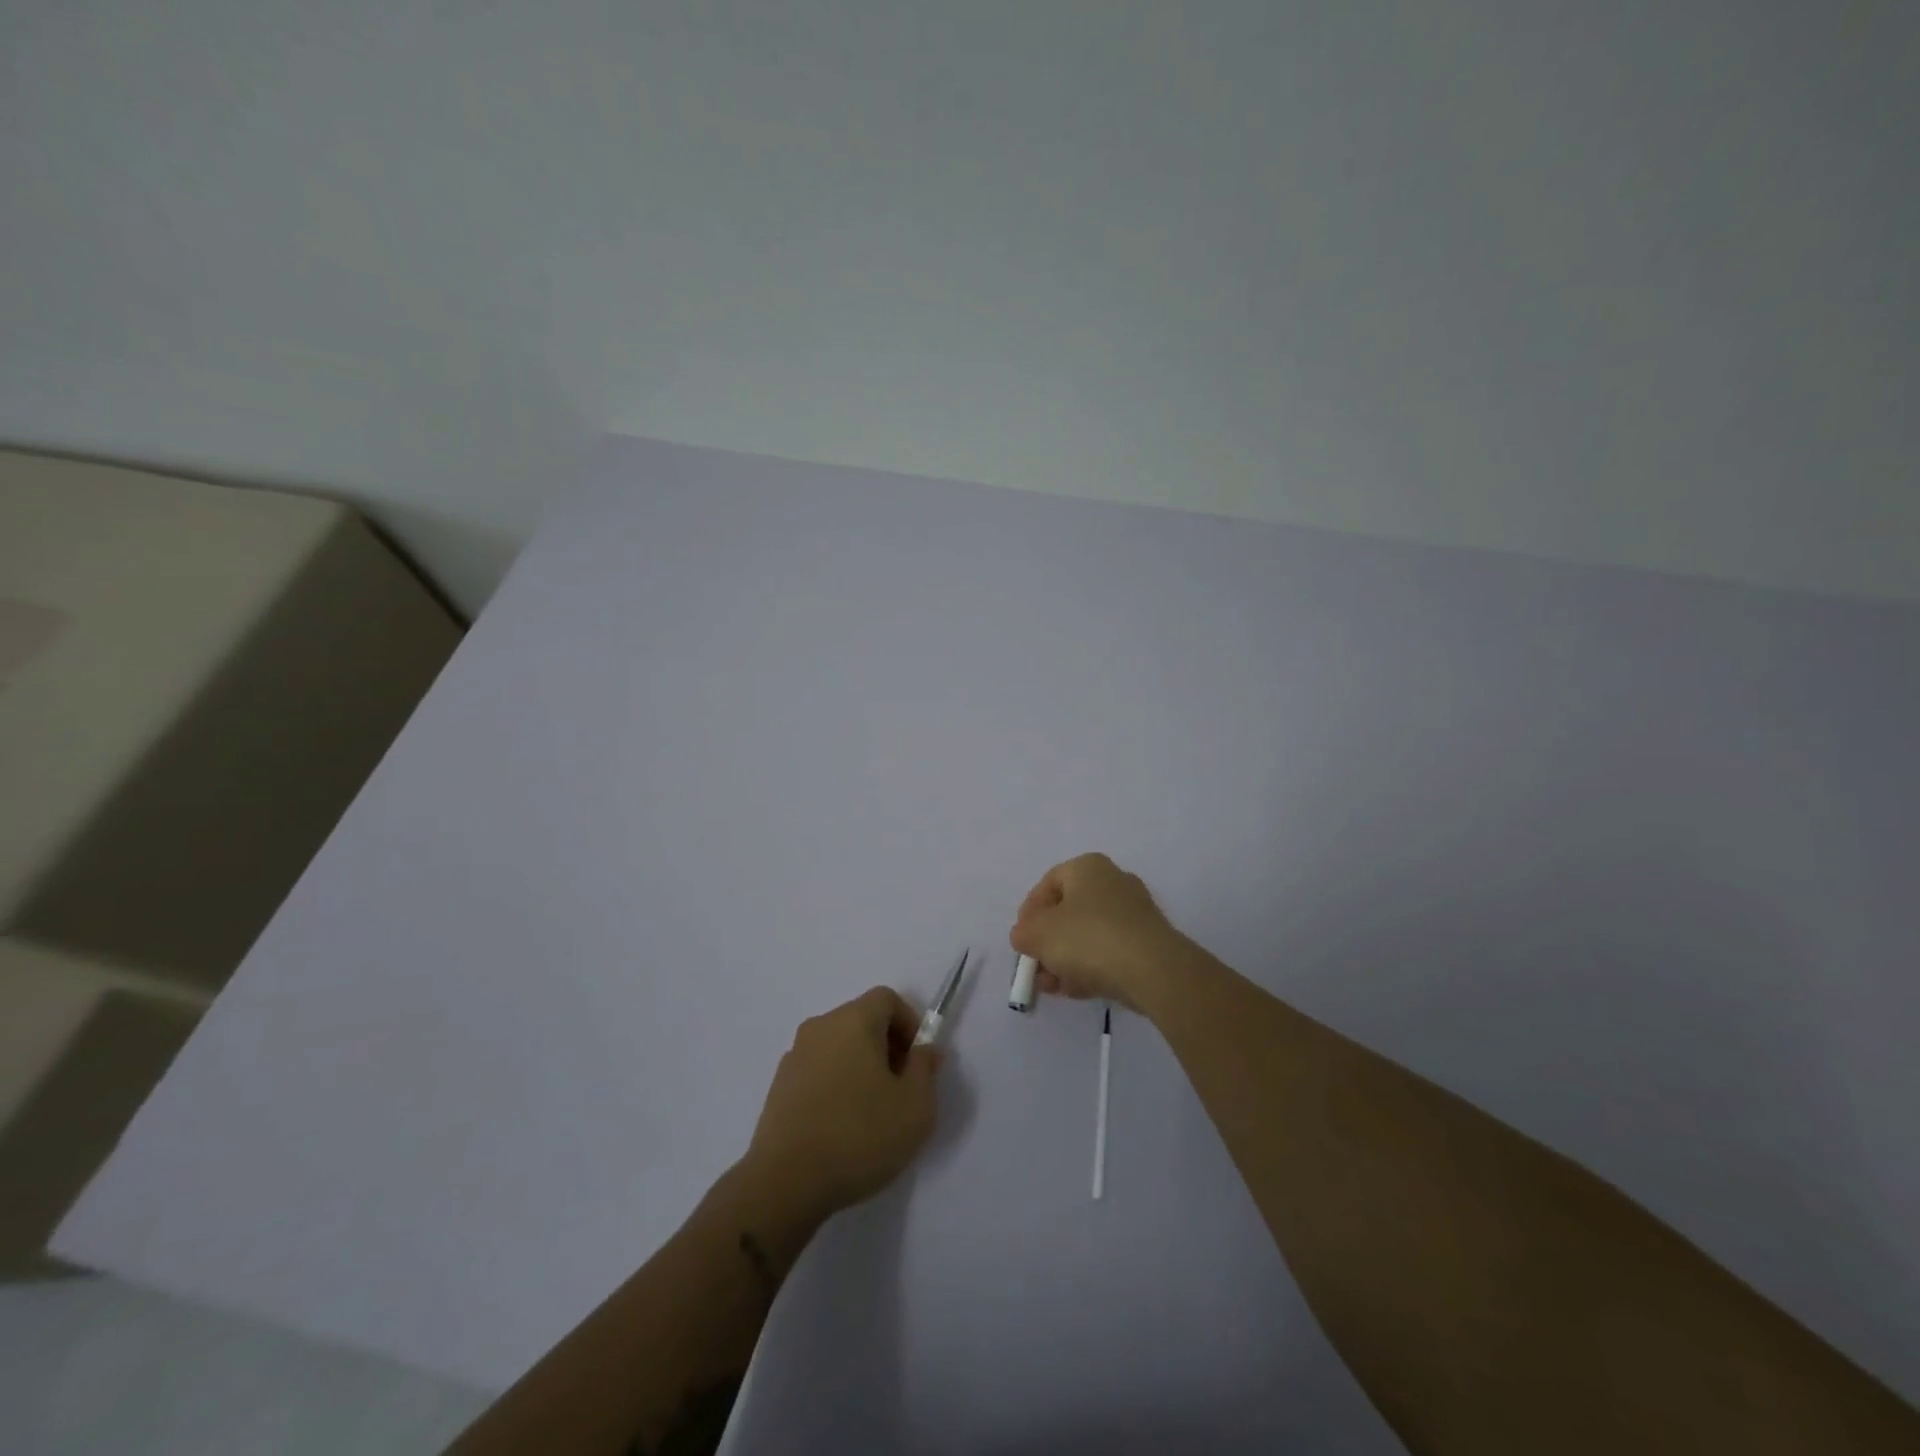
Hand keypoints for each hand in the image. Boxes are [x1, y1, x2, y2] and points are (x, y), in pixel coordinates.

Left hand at [744, 987, 939, 1220]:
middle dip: (886, 1047)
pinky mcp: (778, 1087)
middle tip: (899, 1089)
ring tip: (871, 1113)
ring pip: (838, 1047)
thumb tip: (923, 1050)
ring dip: (860, 1067)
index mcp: (853, 1020)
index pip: (886, 999)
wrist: (785, 1182)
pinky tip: (841, 1127)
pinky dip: (835, 1085)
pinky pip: (817, 1071)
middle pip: (861, 1020)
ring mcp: (795, 1056)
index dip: (909, 1023)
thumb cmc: (860, 1135)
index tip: (917, 1062)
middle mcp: (820, 1027)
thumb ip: (925, 1069)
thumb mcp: (915, 1106)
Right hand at [1010, 852, 1187, 1012]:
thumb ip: (1023, 933)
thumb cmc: (1088, 938)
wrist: (1152, 970)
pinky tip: (1076, 990)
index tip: (1022, 939)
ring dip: (1065, 960)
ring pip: (1088, 935)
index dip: (1029, 912)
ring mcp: (1134, 912)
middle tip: (1036, 967)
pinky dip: (1090, 967)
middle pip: (1068, 912)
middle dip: (1047, 942)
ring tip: (1053, 986)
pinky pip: (1109, 951)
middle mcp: (1113, 881)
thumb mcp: (1039, 934)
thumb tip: (1025, 937)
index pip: (1048, 883)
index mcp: (1087, 867)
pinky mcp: (1147, 942)